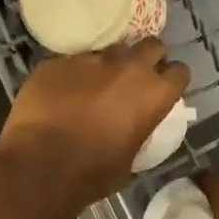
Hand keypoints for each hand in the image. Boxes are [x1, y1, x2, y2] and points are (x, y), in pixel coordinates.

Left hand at [0, 39, 190, 209]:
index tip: (164, 89)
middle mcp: (127, 67)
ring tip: (94, 86)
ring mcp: (90, 60)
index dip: (172, 80)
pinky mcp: (58, 61)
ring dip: (108, 66)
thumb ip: (140, 129)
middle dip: (148, 58)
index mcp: (153, 93)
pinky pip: (73, 62)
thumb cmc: (92, 173)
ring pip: (109, 51)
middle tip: (136, 77)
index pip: (180, 72)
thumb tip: (135, 123)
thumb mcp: (132, 157)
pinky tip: (61, 94)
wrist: (39, 168)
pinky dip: (73, 75)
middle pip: (151, 45)